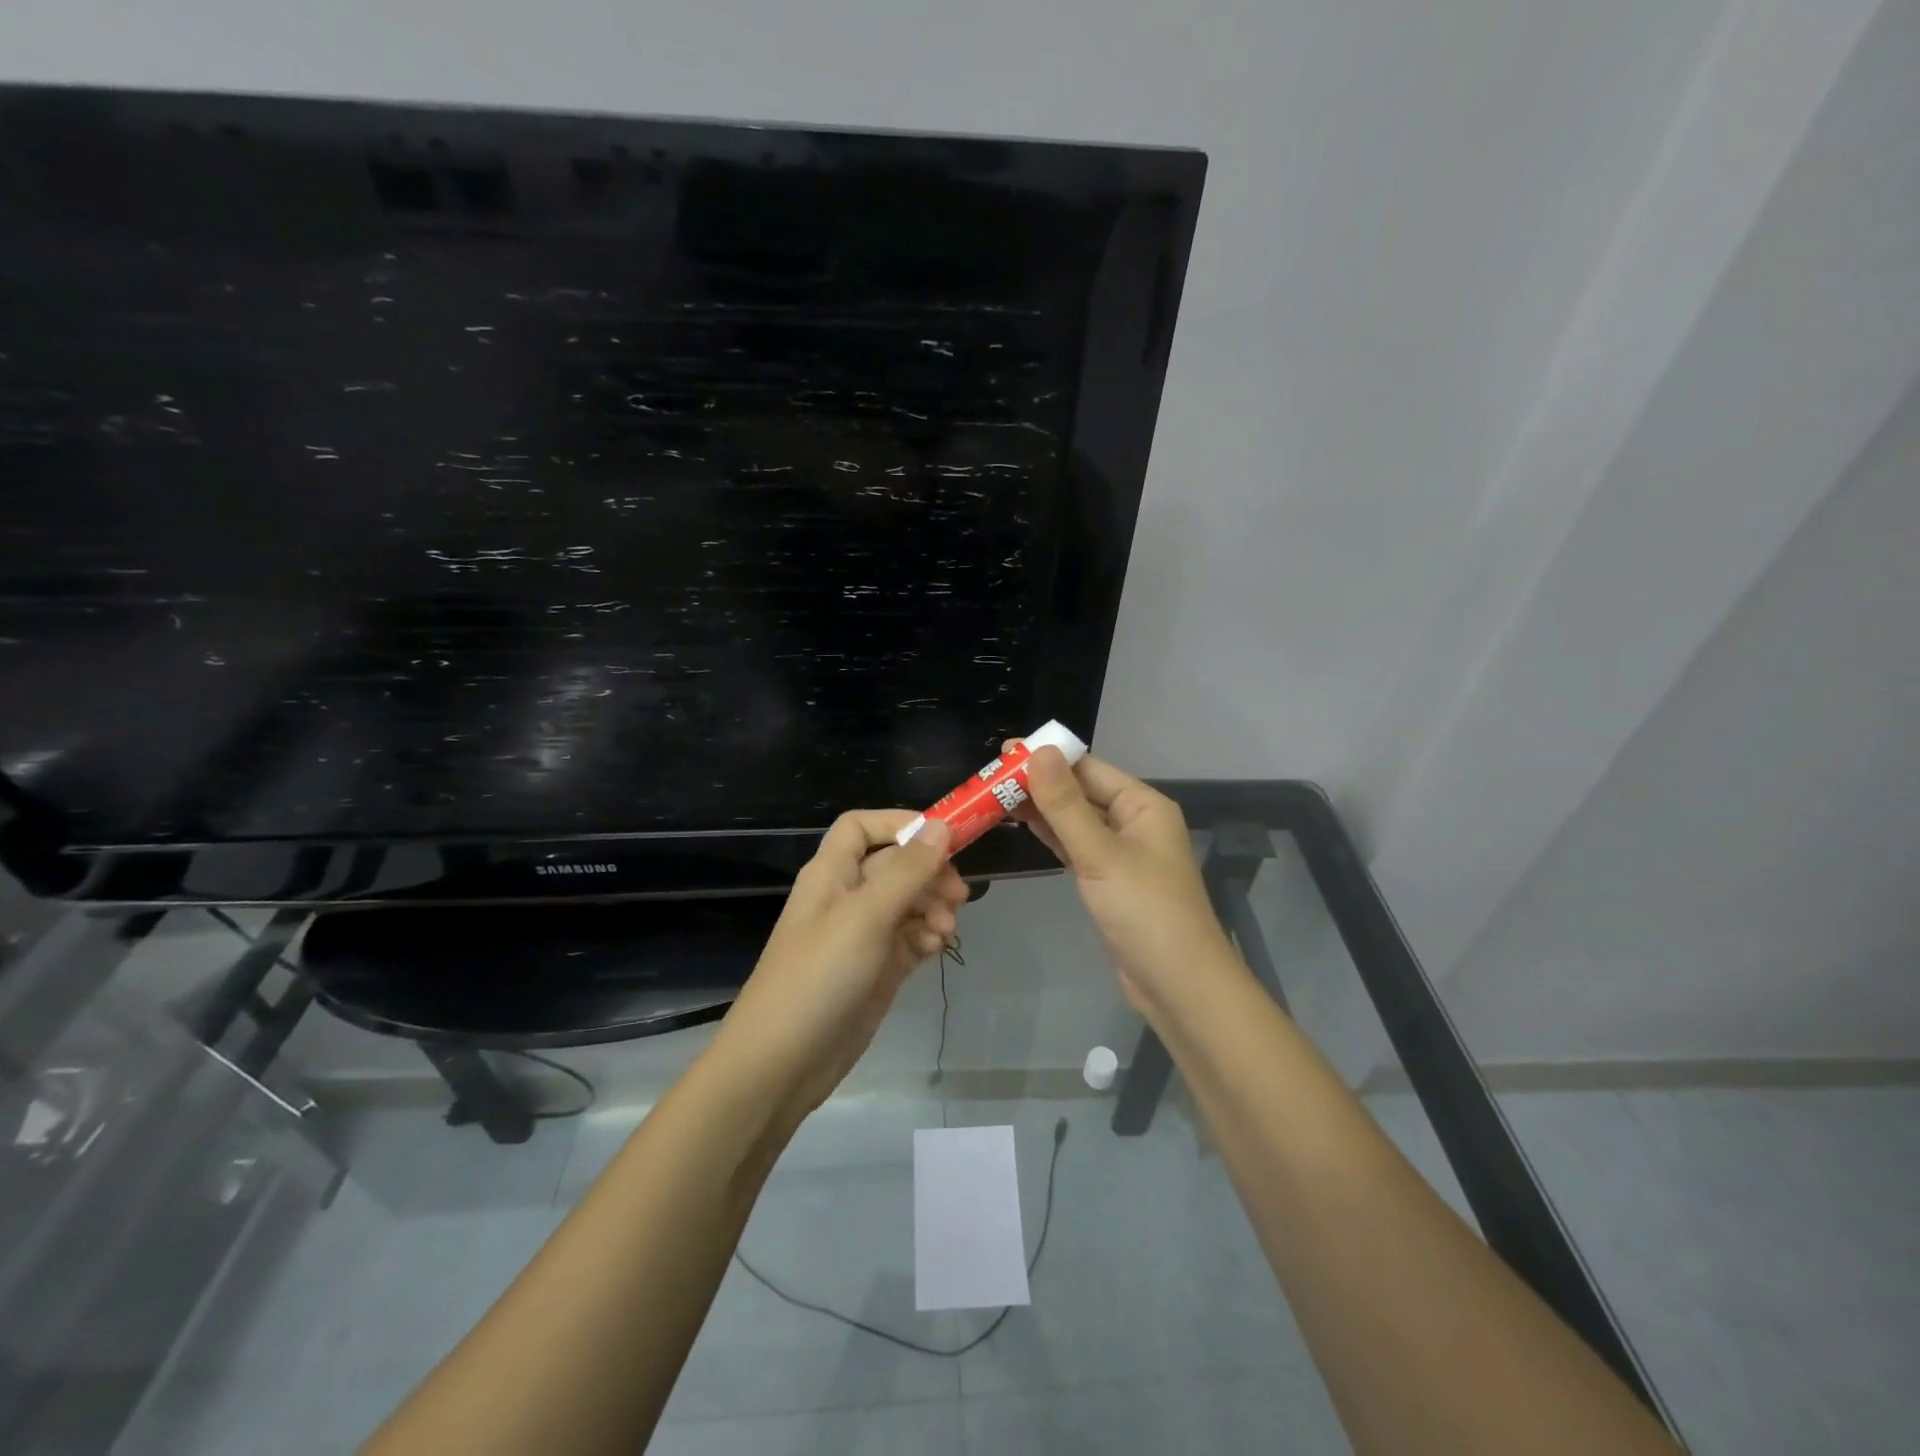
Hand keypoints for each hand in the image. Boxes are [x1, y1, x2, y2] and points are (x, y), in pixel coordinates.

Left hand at [713, 810, 966, 1118]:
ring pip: (908, 902)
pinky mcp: (876, 969)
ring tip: (947, 931)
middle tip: (958, 896)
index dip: (900, 824)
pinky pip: (909, 938)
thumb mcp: (866, 916)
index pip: (862, 827)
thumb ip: (907, 871)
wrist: (782, 1063)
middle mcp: (846, 897)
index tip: (943, 837)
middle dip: (929, 873)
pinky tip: (937, 949)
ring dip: (933, 908)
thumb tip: (942, 826)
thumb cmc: (819, 976)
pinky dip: (927, 937)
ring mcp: (862, 935)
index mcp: (832, 873)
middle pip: (895, 865)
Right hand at [1009, 743, 1241, 1015]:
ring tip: (994, 795)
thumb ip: (1065, 804)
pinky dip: (1051, 835)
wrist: (1176, 984)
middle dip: (1039, 783)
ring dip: (1040, 809)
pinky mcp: (1108, 880)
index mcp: (1142, 805)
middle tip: (988, 776)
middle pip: (1080, 792)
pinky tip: (1022, 824)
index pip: (1088, 768)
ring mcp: (1121, 852)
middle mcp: (1133, 821)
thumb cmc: (1144, 911)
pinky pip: (1075, 846)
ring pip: (1075, 820)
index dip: (1047, 758)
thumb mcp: (1100, 853)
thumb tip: (1039, 750)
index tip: (1003, 752)